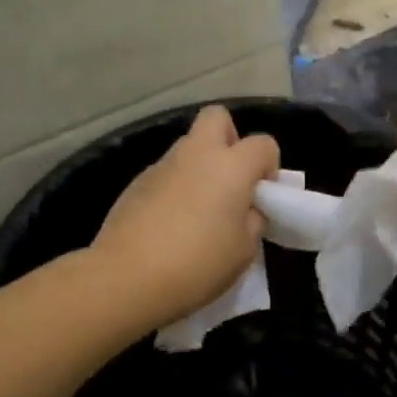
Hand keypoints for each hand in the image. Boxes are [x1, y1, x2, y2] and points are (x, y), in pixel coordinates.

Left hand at [92, 106, 280, 327]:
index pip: (263, 144)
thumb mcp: (244, 250)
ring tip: (199, 211)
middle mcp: (196, 154)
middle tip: (231, 179)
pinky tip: (170, 224)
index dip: (269, 166)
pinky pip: (166, 174)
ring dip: (200, 167)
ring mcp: (162, 166)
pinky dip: (175, 188)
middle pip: (217, 118)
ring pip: (188, 148)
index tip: (263, 196)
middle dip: (230, 139)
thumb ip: (252, 220)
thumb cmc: (198, 264)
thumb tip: (246, 209)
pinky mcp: (135, 184)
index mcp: (231, 166)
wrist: (127, 279)